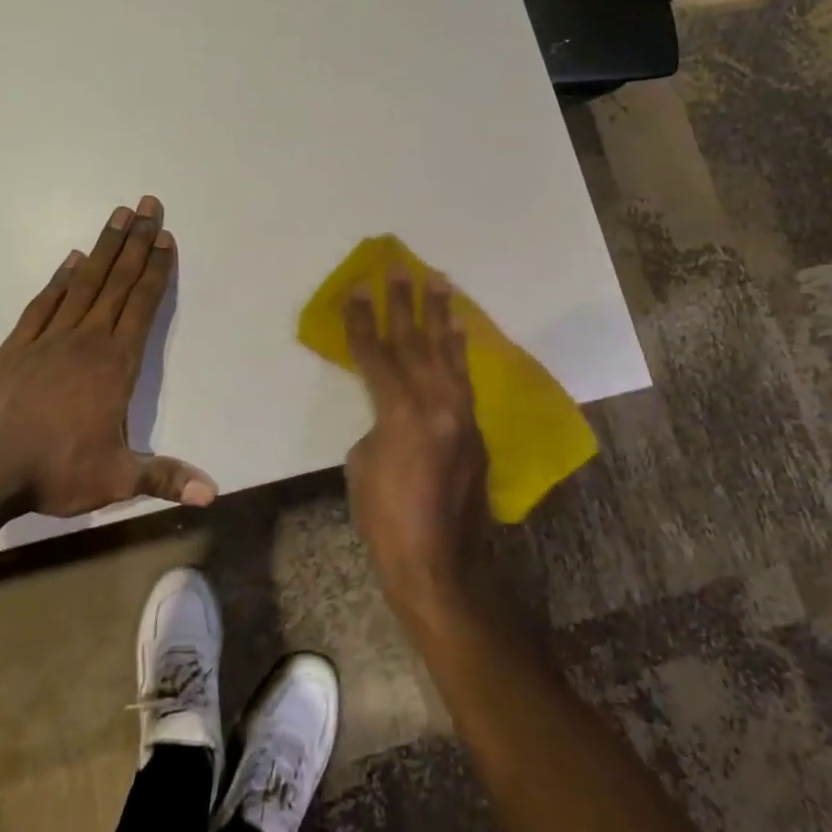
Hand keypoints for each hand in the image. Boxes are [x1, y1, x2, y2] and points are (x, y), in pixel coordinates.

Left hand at [0, 196, 215, 517]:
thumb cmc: (55, 470)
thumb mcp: (117, 478)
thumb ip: (166, 477)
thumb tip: (214, 493)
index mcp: (116, 363)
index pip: (142, 305)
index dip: (157, 269)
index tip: (166, 237)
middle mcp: (87, 339)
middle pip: (117, 281)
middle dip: (136, 241)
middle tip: (148, 205)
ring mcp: (49, 338)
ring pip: (84, 282)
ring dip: (104, 248)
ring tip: (118, 216)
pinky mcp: (16, 346)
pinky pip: (44, 303)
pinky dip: (59, 278)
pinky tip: (71, 259)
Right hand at [343, 270, 491, 631]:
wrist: (440, 564)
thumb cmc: (387, 520)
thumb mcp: (364, 465)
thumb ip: (378, 422)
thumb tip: (391, 408)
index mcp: (401, 412)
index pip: (376, 354)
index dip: (362, 321)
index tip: (356, 289)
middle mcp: (436, 403)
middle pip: (414, 341)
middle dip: (403, 302)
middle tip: (399, 267)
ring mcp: (461, 413)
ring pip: (447, 351)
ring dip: (440, 314)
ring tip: (439, 281)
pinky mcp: (475, 427)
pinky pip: (464, 376)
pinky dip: (459, 348)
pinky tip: (458, 329)